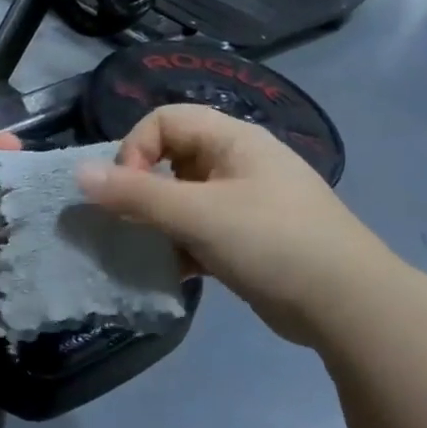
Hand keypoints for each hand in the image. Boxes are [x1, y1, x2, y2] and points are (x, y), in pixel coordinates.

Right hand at [76, 105, 397, 346]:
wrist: (348, 306)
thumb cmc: (272, 242)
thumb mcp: (197, 214)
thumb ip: (135, 194)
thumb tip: (78, 174)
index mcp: (233, 140)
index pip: (164, 121)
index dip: (135, 149)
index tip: (126, 191)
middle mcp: (237, 163)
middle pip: (170, 158)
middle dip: (141, 189)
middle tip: (130, 222)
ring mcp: (244, 201)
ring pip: (181, 198)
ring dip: (156, 222)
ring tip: (148, 249)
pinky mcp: (246, 237)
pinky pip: (197, 229)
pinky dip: (178, 245)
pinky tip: (173, 271)